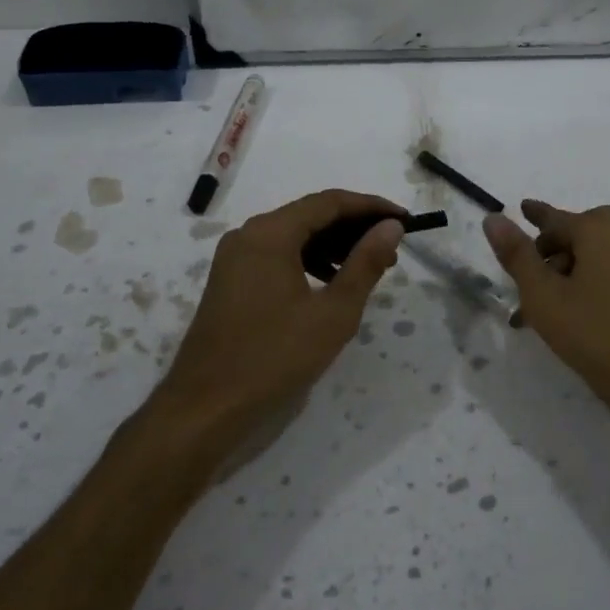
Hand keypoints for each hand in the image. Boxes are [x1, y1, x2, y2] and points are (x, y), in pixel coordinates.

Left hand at [151, 190, 404, 460]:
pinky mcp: (230, 280)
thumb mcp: (333, 312)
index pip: (329, 202)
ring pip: (293, 236)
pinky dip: (307, 261)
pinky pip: (276, 255)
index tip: (404, 219)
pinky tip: (329, 284)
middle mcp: (248, 235)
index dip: (371, 207)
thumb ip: (365, 264)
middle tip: (391, 248)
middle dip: (353, 228)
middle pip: (310, 215)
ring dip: (332, 246)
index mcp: (270, 233)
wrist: (205, 407)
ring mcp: (234, 258)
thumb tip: (391, 227)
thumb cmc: (274, 357)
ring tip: (368, 268)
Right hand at [484, 199, 609, 427]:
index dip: (535, 216)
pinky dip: (592, 286)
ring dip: (570, 274)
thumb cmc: (600, 335)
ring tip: (546, 309)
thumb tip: (493, 218)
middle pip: (583, 233)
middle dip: (553, 249)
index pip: (557, 218)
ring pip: (599, 259)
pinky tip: (579, 318)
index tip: (521, 208)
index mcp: (601, 232)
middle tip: (530, 273)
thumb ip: (517, 256)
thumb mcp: (546, 298)